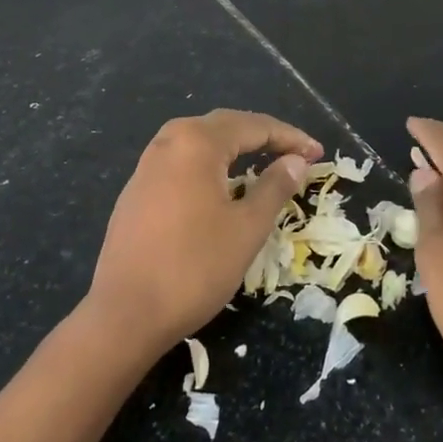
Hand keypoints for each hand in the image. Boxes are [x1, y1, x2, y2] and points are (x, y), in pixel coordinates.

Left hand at [87, 110, 321, 355]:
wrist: (124, 315)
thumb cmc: (194, 268)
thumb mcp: (247, 228)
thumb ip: (275, 186)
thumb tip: (296, 160)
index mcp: (198, 142)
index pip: (254, 126)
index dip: (290, 138)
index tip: (318, 153)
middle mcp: (169, 141)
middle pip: (226, 126)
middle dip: (264, 137)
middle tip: (296, 154)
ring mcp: (147, 164)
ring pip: (201, 141)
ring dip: (236, 148)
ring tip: (264, 163)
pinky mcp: (136, 189)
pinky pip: (182, 161)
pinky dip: (211, 164)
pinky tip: (222, 186)